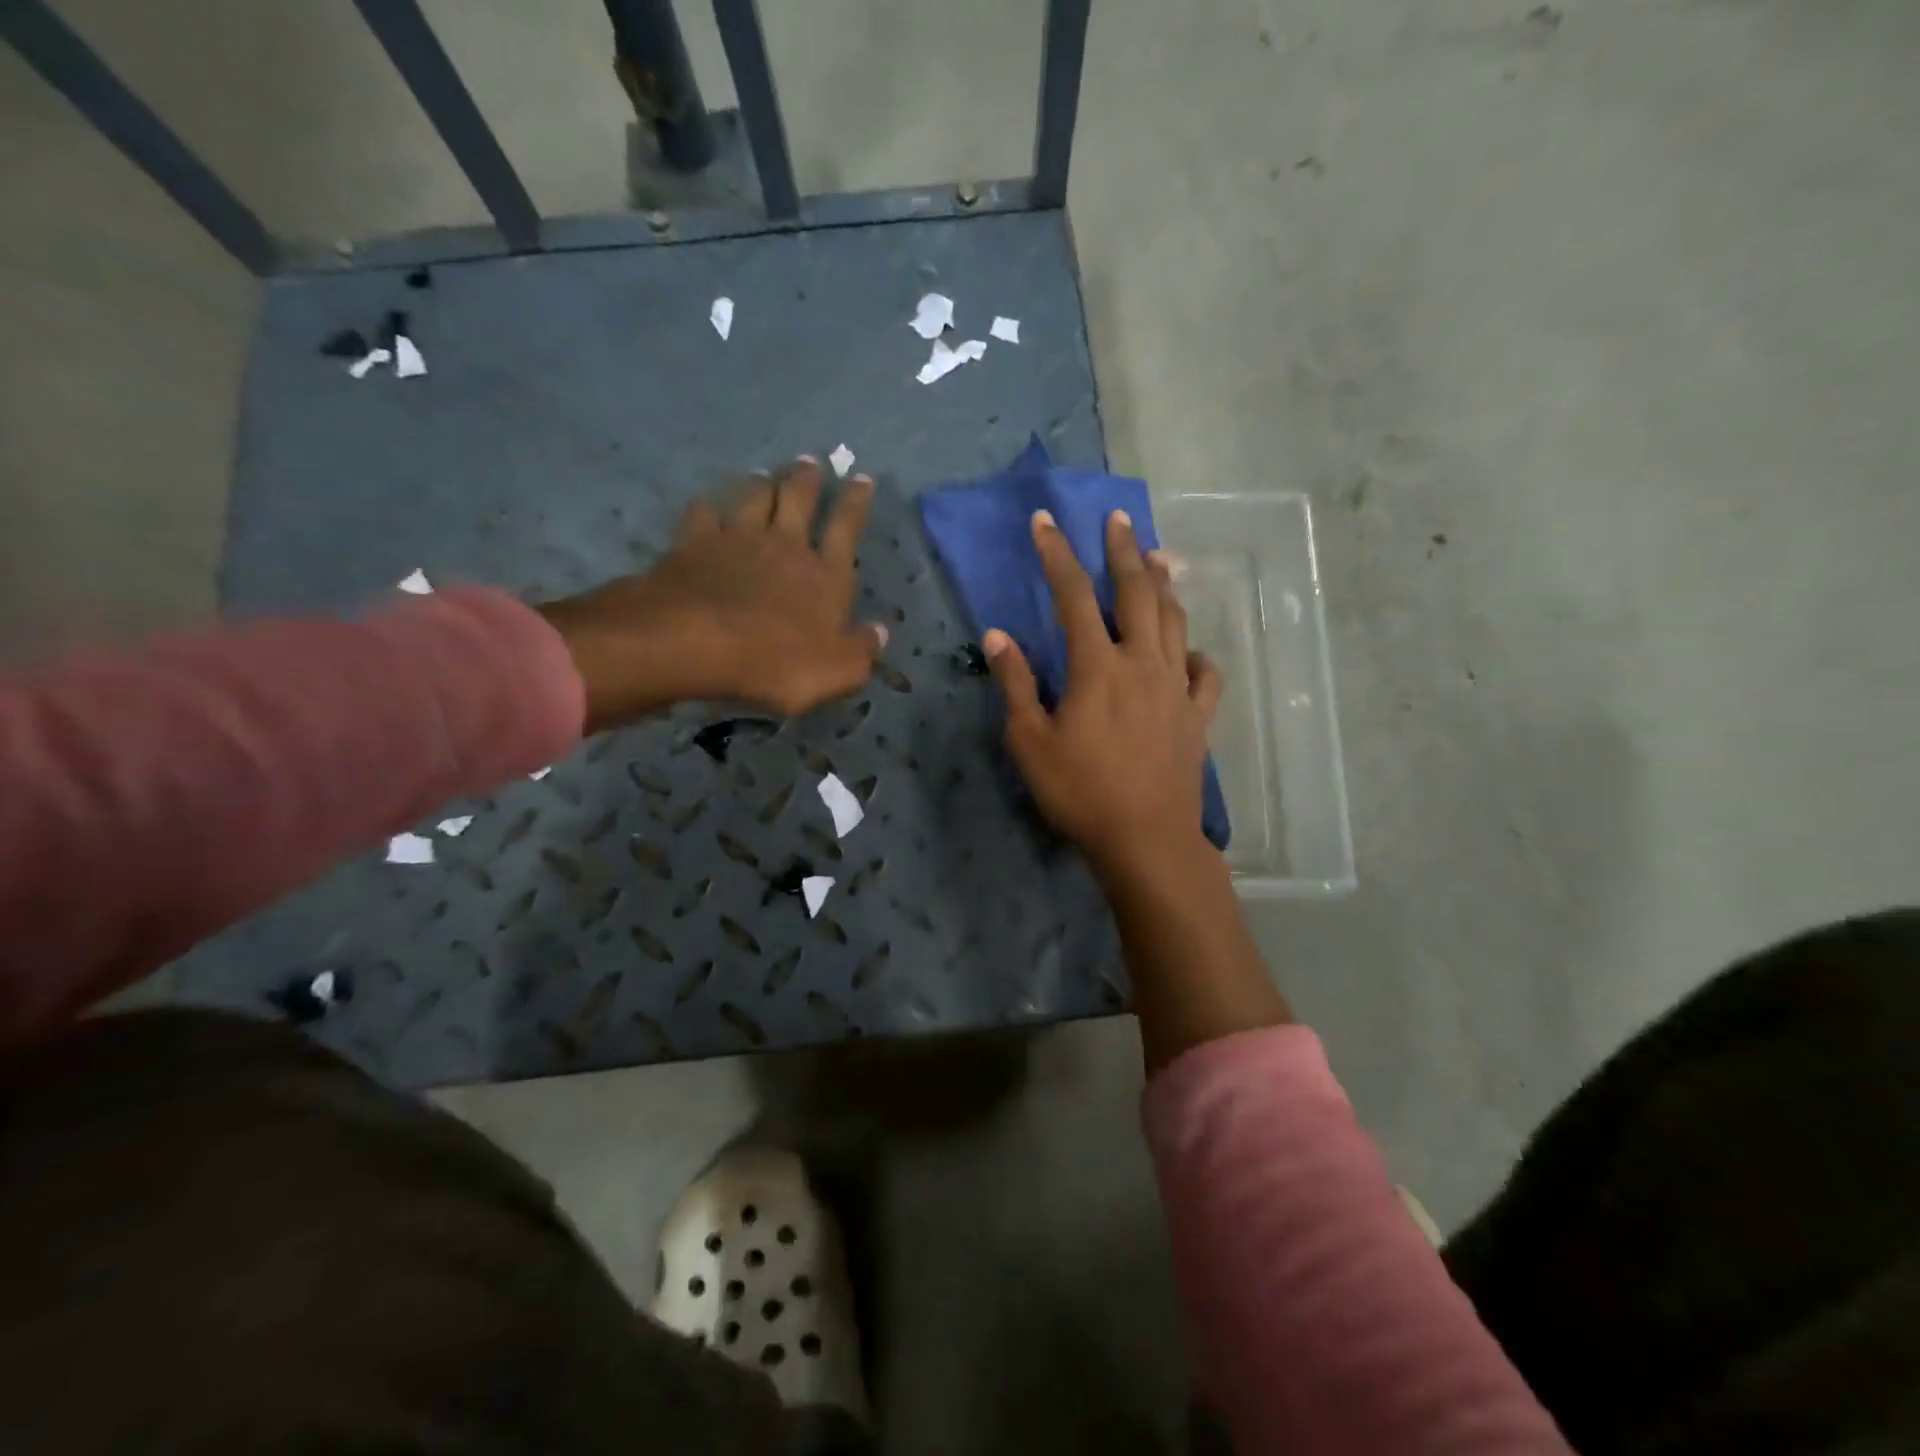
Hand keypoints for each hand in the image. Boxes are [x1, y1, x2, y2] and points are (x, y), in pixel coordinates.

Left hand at [540, 460, 884, 730]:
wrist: (697, 643)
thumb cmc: (777, 662)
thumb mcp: (837, 670)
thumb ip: (862, 650)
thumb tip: (880, 632)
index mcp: (825, 574)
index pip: (847, 528)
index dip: (856, 502)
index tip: (862, 478)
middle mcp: (785, 545)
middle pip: (799, 499)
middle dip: (807, 478)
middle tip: (810, 461)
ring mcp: (737, 539)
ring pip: (753, 497)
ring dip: (762, 483)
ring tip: (765, 474)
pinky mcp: (695, 544)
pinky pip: (703, 513)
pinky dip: (708, 505)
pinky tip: (708, 503)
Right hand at [984, 507, 1222, 880]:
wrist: (1146, 839)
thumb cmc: (1080, 792)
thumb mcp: (1030, 742)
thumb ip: (1016, 683)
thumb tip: (998, 635)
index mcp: (1097, 666)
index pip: (1074, 595)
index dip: (1057, 554)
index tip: (1045, 520)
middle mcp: (1142, 663)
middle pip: (1137, 593)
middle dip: (1124, 550)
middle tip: (1118, 518)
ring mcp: (1176, 688)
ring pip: (1175, 622)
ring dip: (1164, 585)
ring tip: (1159, 557)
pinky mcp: (1197, 716)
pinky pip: (1204, 674)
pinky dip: (1196, 655)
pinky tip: (1190, 652)